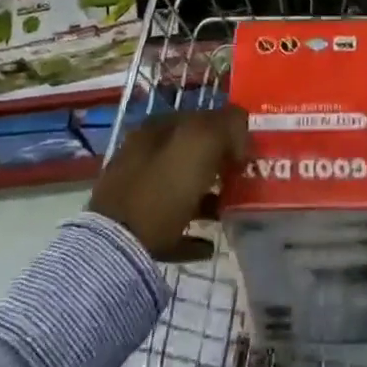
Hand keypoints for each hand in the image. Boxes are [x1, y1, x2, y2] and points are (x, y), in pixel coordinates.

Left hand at [90, 107, 247, 261]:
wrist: (118, 248)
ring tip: (231, 210)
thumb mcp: (201, 143)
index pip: (197, 118)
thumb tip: (241, 131)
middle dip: (217, 164)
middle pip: (189, 155)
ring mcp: (135, 194)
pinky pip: (171, 229)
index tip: (248, 149)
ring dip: (206, 198)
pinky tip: (209, 245)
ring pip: (180, 190)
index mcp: (156, 130)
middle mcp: (142, 156)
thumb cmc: (162, 187)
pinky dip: (191, 234)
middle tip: (243, 178)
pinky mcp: (134, 233)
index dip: (225, 129)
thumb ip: (226, 125)